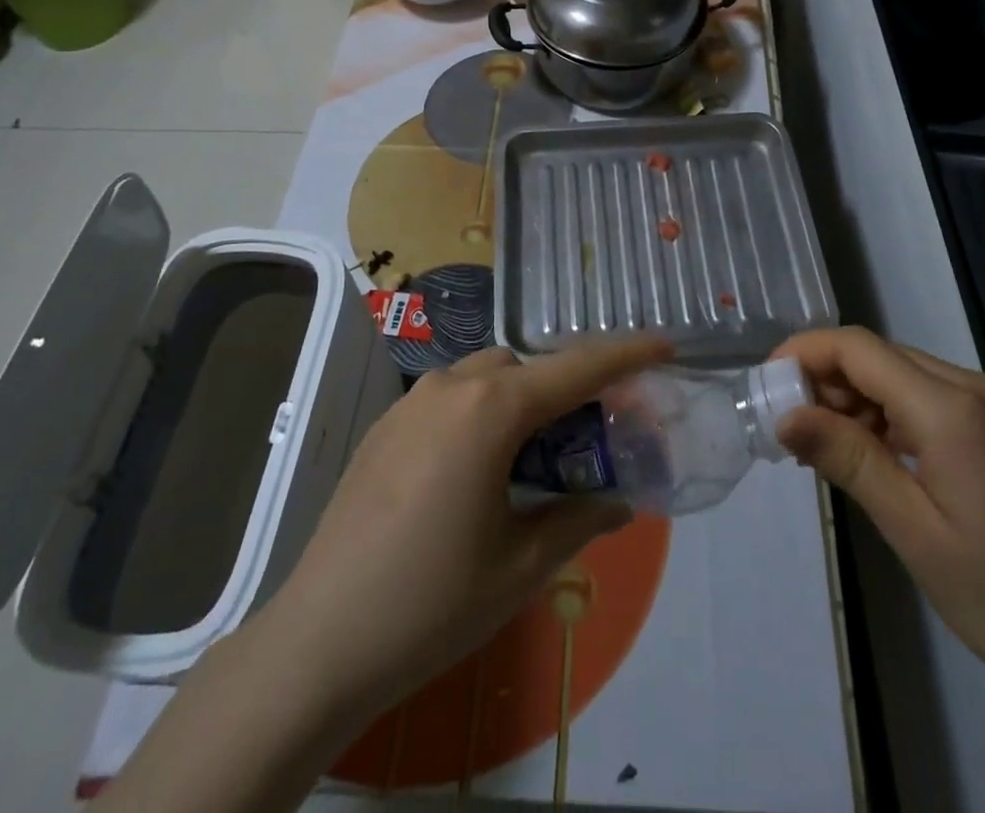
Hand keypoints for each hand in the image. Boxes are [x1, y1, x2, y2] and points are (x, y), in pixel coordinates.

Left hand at [254, 335, 673, 721]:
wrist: (320, 640)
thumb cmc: (434, 601)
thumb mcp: (522, 565)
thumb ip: (578, 519)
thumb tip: (617, 502)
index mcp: (491, 409)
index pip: (574, 368)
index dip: (625, 353)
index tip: (664, 344)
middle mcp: (451, 387)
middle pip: (525, 366)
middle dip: (565, 386)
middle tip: (591, 430)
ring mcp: (410, 404)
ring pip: (484, 378)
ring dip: (519, 399)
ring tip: (533, 455)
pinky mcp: (384, 428)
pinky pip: (449, 400)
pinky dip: (480, 414)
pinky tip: (477, 471)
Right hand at [771, 328, 984, 721]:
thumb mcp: (914, 532)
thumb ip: (849, 459)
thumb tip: (785, 413)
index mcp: (953, 409)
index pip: (859, 348)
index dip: (805, 352)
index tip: (766, 383)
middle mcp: (975, 388)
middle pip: (879, 355)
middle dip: (826, 380)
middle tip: (790, 429)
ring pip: (902, 374)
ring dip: (857, 398)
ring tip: (826, 450)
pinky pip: (929, 397)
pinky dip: (890, 414)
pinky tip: (875, 455)